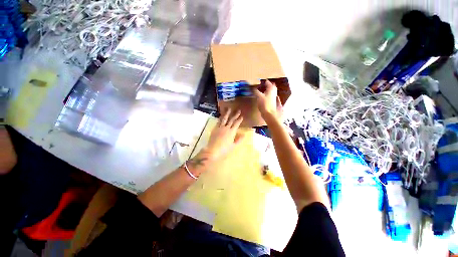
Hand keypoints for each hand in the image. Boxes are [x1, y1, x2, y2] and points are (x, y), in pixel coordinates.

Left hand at [205, 108, 243, 159]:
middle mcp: (226, 128)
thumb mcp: (233, 146)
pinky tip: (221, 116)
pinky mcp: (215, 129)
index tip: (242, 116)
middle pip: (231, 120)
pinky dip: (220, 118)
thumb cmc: (224, 150)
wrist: (213, 150)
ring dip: (227, 113)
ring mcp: (220, 127)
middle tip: (238, 110)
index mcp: (232, 132)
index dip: (239, 120)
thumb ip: (239, 140)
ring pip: (224, 119)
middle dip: (235, 115)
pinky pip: (218, 121)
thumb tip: (244, 135)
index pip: (236, 124)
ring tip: (228, 108)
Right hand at [253, 80, 282, 121]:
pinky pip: (271, 95)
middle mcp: (273, 92)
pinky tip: (265, 96)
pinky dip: (268, 93)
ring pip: (272, 91)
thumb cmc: (264, 104)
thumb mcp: (258, 96)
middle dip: (268, 84)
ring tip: (264, 89)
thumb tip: (252, 87)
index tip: (260, 81)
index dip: (264, 81)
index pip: (268, 83)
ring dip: (268, 89)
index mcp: (271, 89)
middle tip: (264, 84)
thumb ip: (255, 91)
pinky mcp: (272, 101)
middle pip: (272, 86)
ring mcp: (274, 97)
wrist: (269, 113)